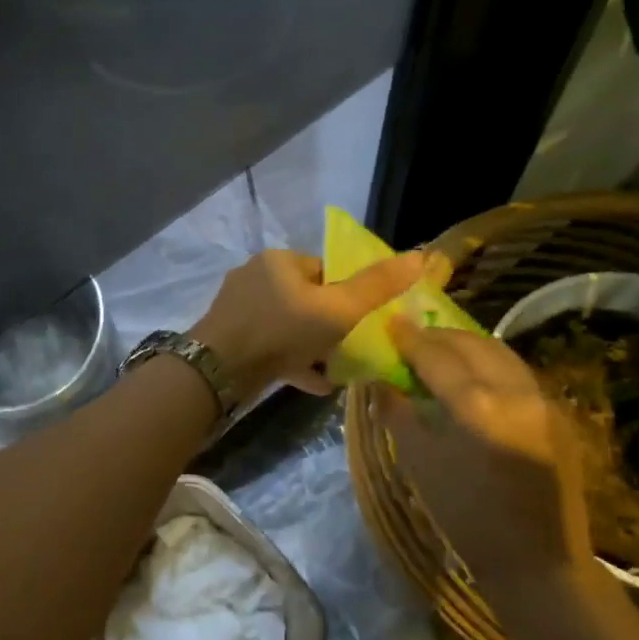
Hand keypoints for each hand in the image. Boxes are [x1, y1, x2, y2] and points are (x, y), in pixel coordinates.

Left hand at [191, 247, 422, 401]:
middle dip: (332, 324)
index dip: (349, 295)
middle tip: (353, 348)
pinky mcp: (231, 334)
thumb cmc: (282, 330)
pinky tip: (316, 383)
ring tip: (339, 369)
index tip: (365, 322)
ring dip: (314, 345)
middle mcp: (256, 275)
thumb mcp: (337, 309)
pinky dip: (294, 360)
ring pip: (289, 324)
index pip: (326, 270)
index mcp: (279, 260)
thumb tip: (419, 256)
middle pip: (307, 298)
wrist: (219, 369)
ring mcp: (240, 306)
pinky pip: (271, 344)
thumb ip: (376, 286)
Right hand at [381, 320, 594, 601]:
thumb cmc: (465, 515)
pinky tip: (471, 378)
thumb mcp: (416, 461)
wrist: (538, 564)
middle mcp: (515, 393)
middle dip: (439, 335)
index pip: (436, 354)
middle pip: (472, 343)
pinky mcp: (558, 416)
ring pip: (499, 353)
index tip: (389, 323)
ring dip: (467, 345)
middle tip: (412, 337)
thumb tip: (381, 377)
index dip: (409, 338)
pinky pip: (516, 373)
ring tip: (440, 352)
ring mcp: (543, 402)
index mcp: (476, 406)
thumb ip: (396, 409)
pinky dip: (488, 364)